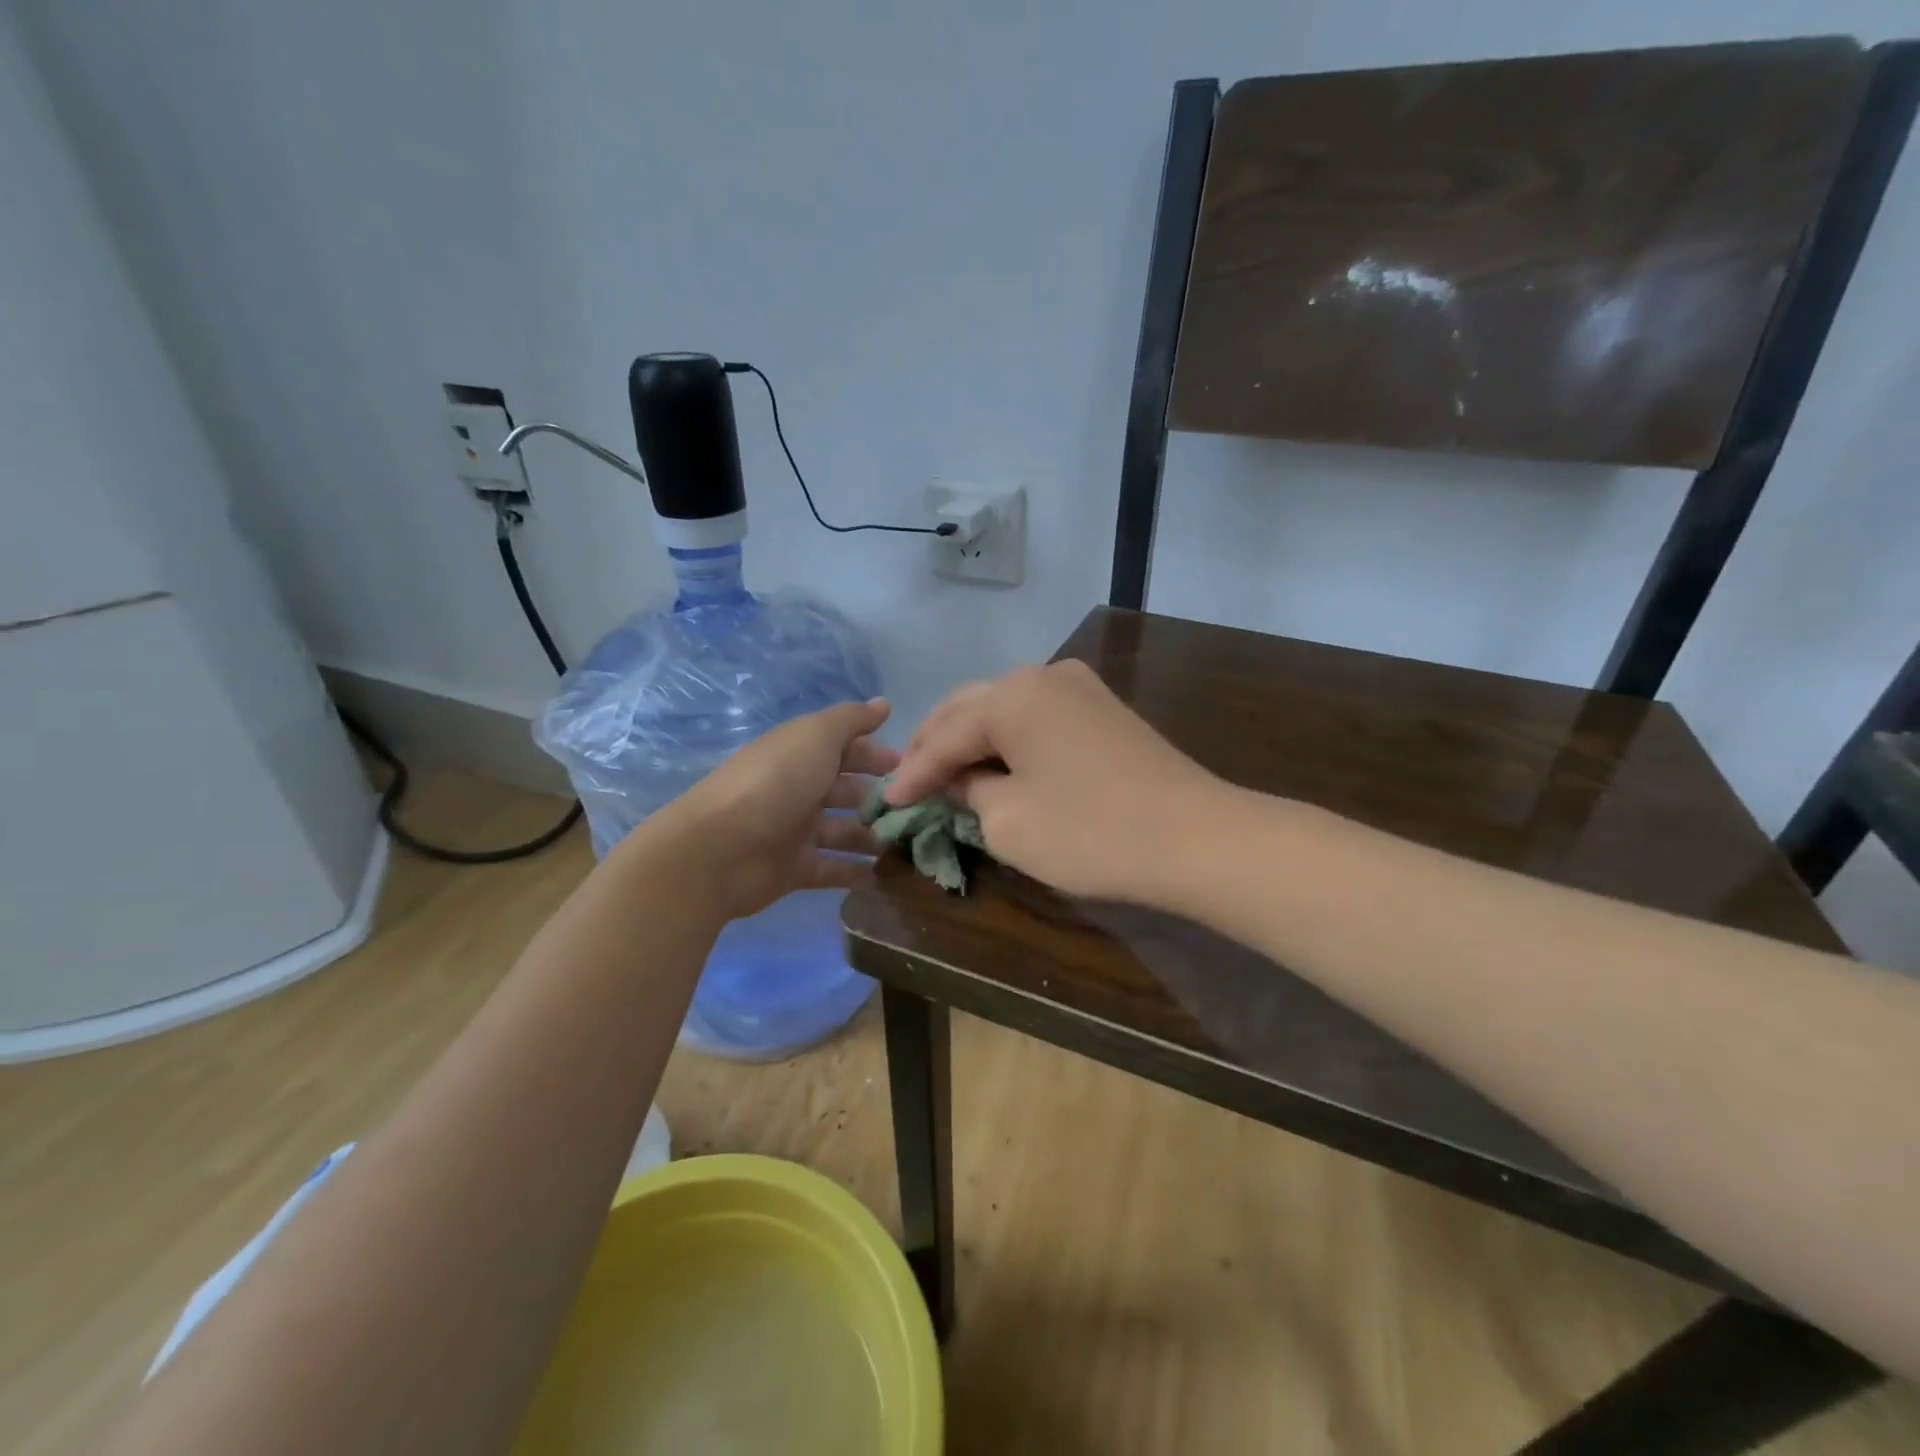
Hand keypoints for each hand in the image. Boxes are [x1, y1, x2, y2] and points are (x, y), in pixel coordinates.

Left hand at [655, 698, 899, 919]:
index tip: (912, 767)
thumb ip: (851, 720)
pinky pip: (834, 869)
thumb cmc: (774, 783)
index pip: (846, 749)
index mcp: (801, 754)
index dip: (877, 755)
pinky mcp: (794, 869)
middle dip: (881, 798)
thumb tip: (884, 703)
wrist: (719, 849)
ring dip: (874, 837)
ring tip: (911, 846)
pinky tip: (888, 877)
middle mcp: (799, 789)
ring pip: (845, 831)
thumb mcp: (815, 736)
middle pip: (848, 791)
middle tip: (919, 810)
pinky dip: (857, 873)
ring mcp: (796, 831)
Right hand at [885, 661, 1225, 905]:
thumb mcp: (1008, 821)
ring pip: (1004, 710)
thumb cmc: (1091, 832)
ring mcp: (1080, 688)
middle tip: (907, 781)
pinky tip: (995, 764)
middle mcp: (1044, 675)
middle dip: (935, 745)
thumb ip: (970, 792)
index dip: (913, 773)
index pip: (945, 735)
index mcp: (1012, 694)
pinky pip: (1037, 719)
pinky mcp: (1104, 710)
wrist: (1196, 839)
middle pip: (970, 708)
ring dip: (972, 740)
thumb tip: (963, 779)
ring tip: (944, 772)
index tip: (885, 803)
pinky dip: (1008, 742)